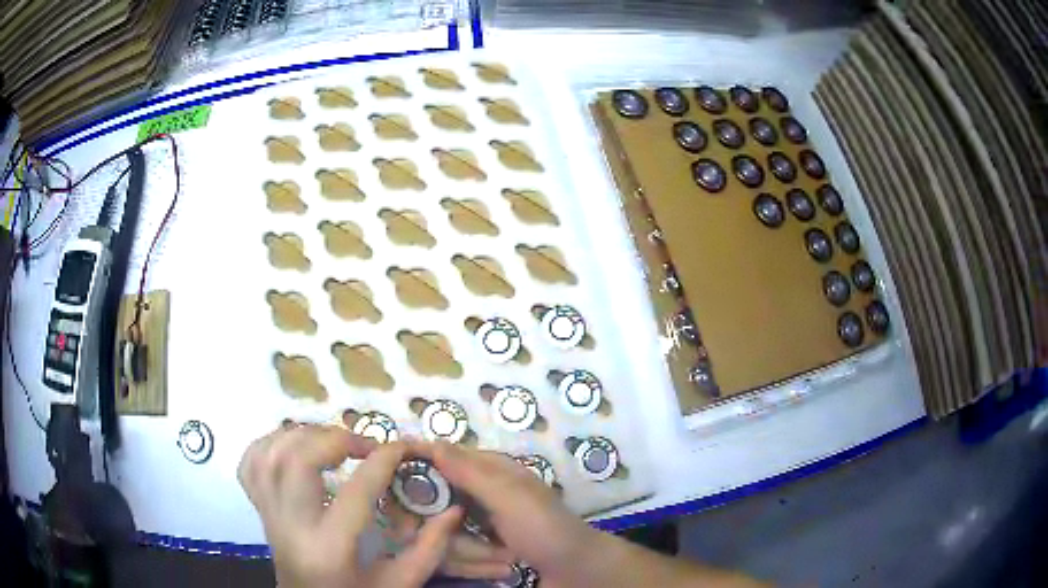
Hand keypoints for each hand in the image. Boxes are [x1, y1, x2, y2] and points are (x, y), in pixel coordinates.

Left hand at [238, 424, 463, 587]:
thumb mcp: (400, 583)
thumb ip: (429, 549)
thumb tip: (452, 509)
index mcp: (330, 547)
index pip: (356, 491)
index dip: (383, 461)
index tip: (402, 447)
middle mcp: (291, 525)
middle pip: (297, 460)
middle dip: (334, 438)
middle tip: (363, 445)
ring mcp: (268, 514)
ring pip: (269, 454)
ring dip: (302, 436)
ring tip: (331, 442)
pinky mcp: (258, 508)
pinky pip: (250, 463)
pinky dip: (270, 443)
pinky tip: (293, 447)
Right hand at [429, 443, 767, 587]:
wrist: (577, 571)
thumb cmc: (546, 529)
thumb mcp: (509, 497)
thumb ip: (471, 472)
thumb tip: (431, 442)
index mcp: (491, 471)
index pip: (443, 458)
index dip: (420, 466)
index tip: (395, 483)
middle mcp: (482, 493)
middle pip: (439, 500)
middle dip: (447, 526)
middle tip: (470, 539)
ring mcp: (482, 523)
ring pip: (446, 529)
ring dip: (467, 551)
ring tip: (502, 558)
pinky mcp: (483, 546)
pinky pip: (458, 550)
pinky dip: (471, 560)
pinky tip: (497, 565)